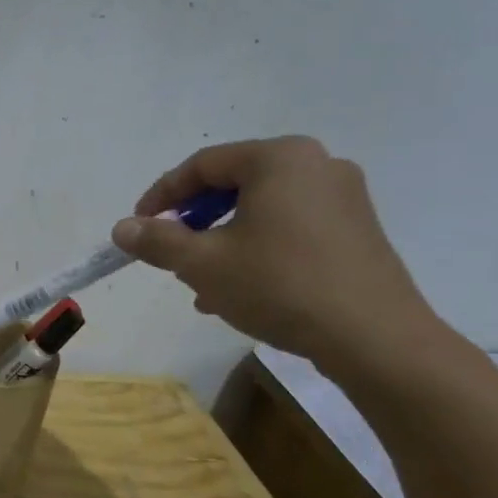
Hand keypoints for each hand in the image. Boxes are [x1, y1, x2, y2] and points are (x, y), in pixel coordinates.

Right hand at [110, 136, 441, 370]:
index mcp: (279, 159)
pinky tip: (240, 289)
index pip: (202, 166)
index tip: (139, 227)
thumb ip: (157, 240)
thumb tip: (122, 228)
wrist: (374, 338)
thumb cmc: (280, 286)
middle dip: (194, 222)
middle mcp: (316, 165)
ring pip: (260, 210)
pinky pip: (289, 227)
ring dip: (222, 240)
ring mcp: (343, 197)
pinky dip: (257, 248)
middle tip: (170, 253)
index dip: (162, 196)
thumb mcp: (203, 264)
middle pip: (233, 185)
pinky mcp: (357, 229)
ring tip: (200, 281)